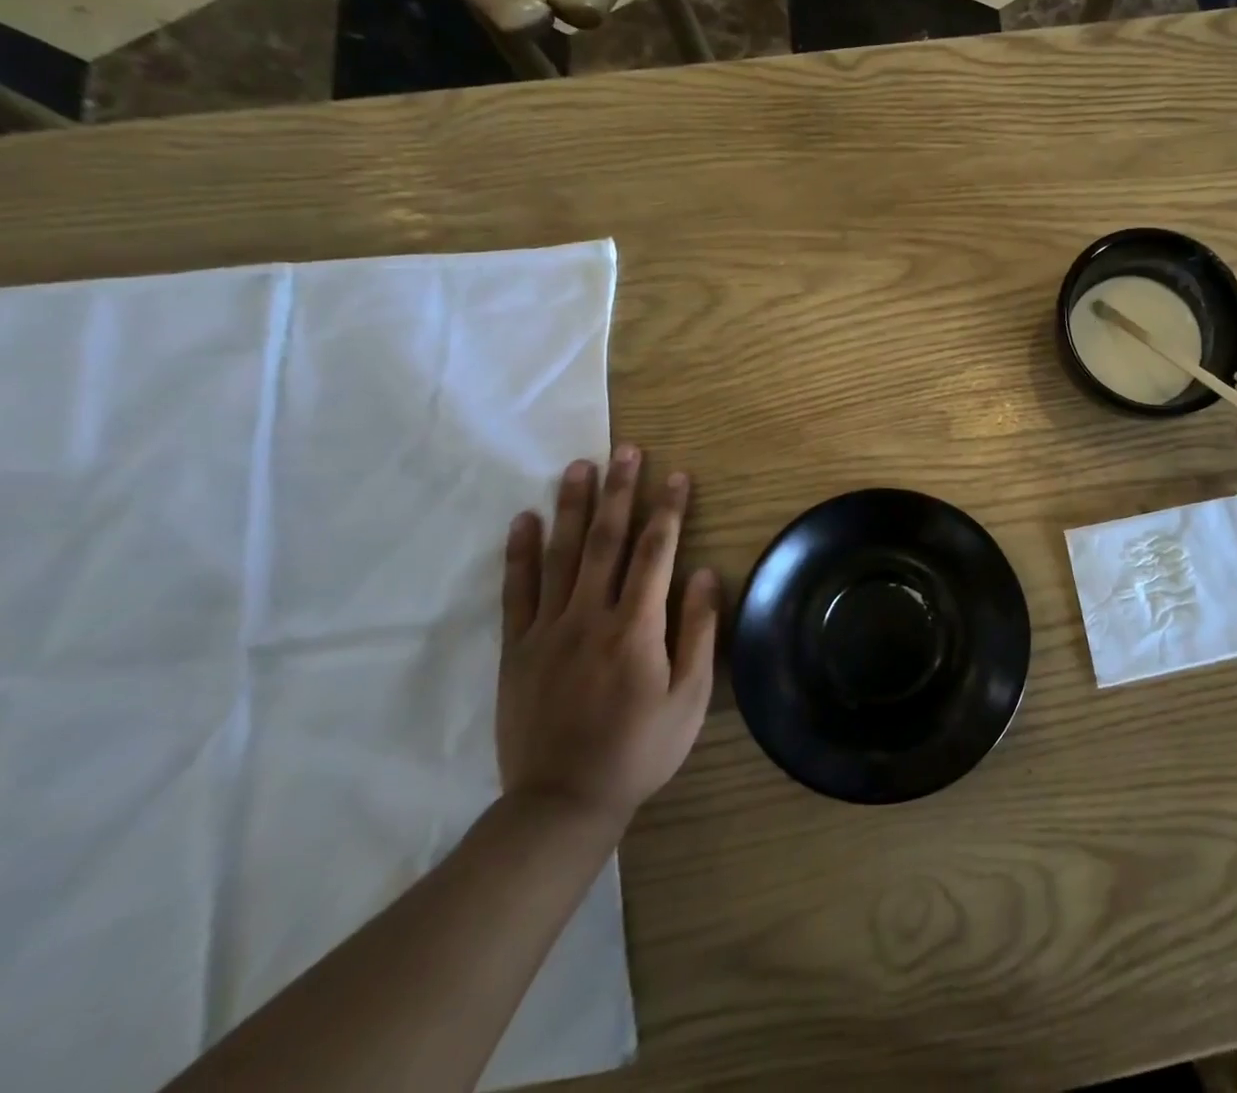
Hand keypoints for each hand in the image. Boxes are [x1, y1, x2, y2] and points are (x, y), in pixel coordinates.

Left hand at [495, 445, 719, 831]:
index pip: (656, 553)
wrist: (562, 802)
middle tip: (626, 451)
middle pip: (607, 541)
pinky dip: (520, 553)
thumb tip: (703, 573)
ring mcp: (548, 631)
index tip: (677, 475)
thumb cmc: (640, 749)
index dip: (668, 510)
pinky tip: (524, 520)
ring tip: (580, 467)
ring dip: (572, 507)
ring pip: (561, 555)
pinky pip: (517, 592)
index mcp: (637, 628)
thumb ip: (698, 631)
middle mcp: (591, 617)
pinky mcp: (517, 649)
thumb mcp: (690, 698)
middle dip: (620, 492)